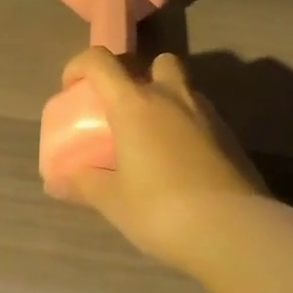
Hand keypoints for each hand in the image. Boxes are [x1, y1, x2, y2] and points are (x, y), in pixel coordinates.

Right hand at [59, 48, 262, 271]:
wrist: (234, 230)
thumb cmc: (162, 210)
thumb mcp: (114, 202)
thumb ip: (84, 185)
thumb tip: (58, 181)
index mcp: (135, 104)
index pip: (101, 61)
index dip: (80, 65)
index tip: (72, 88)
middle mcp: (172, 97)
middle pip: (157, 61)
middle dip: (139, 76)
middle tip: (125, 111)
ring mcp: (207, 114)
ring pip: (184, 88)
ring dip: (167, 101)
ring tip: (153, 139)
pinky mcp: (231, 136)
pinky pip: (202, 117)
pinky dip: (187, 127)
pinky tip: (181, 162)